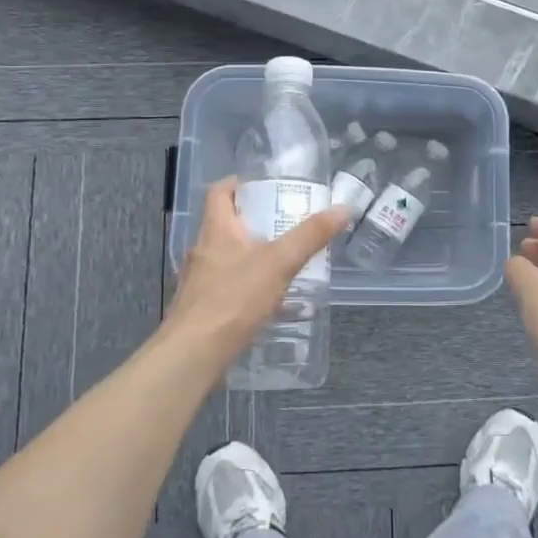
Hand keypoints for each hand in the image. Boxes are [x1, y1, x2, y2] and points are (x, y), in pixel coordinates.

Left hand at [163, 177, 346, 367]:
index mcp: (216, 229)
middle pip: (227, 224)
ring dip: (254, 255)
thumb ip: (311, 236)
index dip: (240, 183)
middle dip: (256, 221)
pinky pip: (228, 285)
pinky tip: (270, 300)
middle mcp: (203, 249)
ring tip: (285, 262)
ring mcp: (200, 280)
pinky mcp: (202, 307)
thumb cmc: (234, 298)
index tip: (266, 186)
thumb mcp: (279, 262)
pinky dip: (248, 285)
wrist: (194, 354)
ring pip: (228, 256)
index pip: (219, 192)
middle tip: (288, 224)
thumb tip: (343, 208)